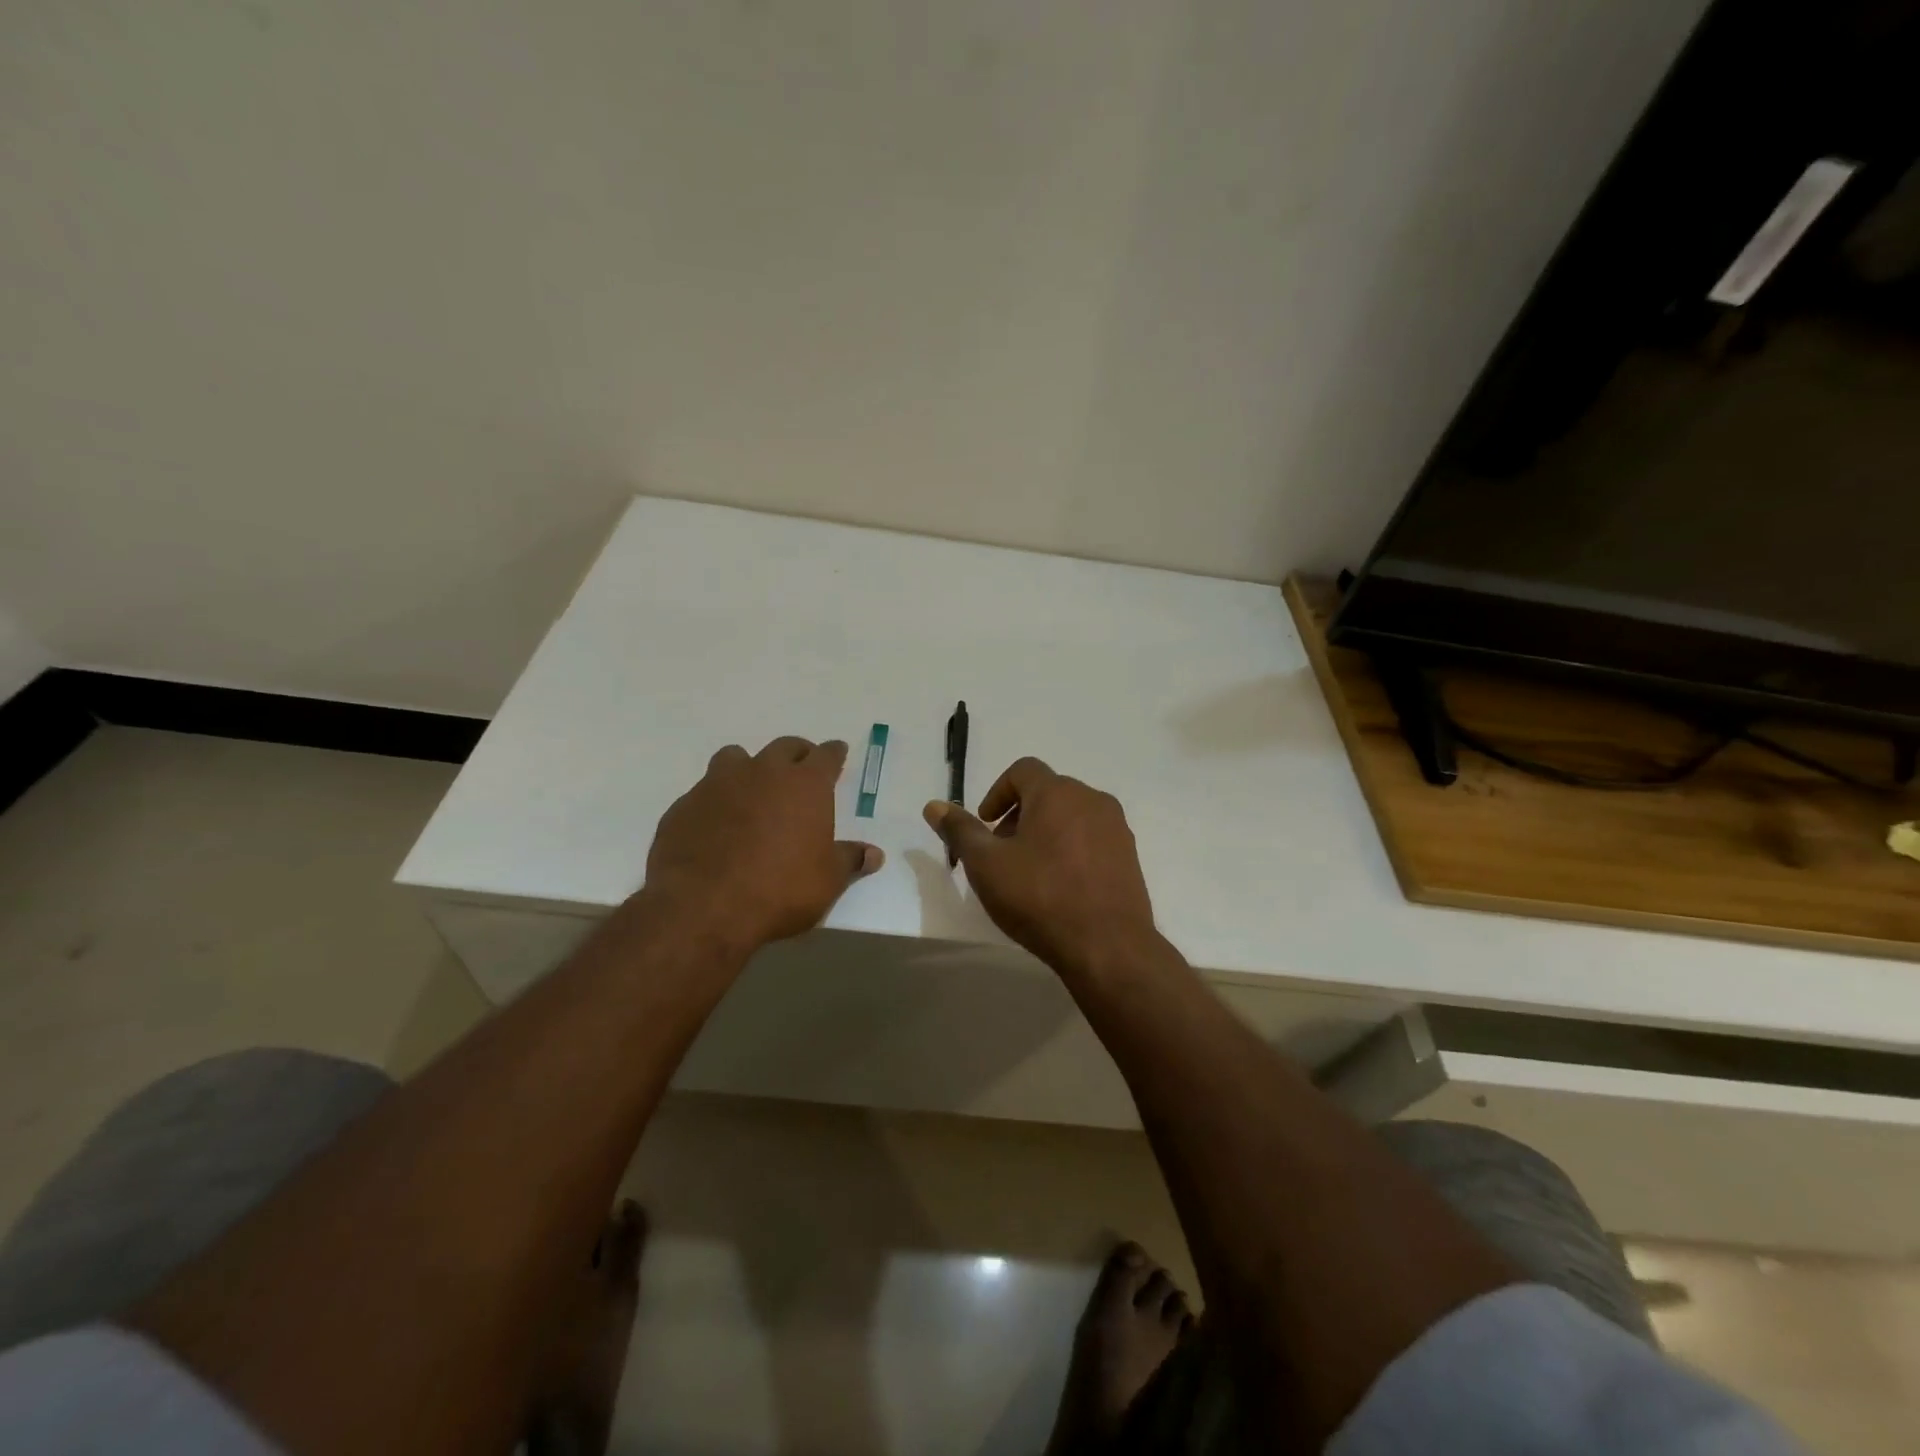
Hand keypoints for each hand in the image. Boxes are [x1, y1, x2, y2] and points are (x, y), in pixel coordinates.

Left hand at [645, 737, 882, 953]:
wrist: (703, 906)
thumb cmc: (780, 889)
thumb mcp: (827, 881)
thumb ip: (849, 860)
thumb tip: (874, 854)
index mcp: (805, 784)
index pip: (825, 755)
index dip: (834, 753)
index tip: (837, 751)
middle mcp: (763, 773)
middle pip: (784, 747)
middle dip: (796, 754)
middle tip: (801, 768)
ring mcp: (719, 784)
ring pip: (737, 758)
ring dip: (750, 768)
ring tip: (753, 788)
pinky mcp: (685, 805)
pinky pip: (705, 791)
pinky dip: (717, 800)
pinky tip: (718, 824)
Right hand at [923, 757, 1156, 976]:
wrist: (1108, 946)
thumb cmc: (1040, 898)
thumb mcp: (987, 865)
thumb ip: (960, 831)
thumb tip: (934, 806)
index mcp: (1058, 793)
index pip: (1023, 770)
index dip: (997, 792)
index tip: (985, 824)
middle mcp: (1092, 800)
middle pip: (1048, 792)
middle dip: (1019, 815)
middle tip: (1001, 852)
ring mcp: (1116, 828)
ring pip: (1071, 816)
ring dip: (1045, 832)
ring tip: (1029, 872)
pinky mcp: (1130, 856)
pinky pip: (1092, 839)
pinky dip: (1070, 849)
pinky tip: (1059, 887)